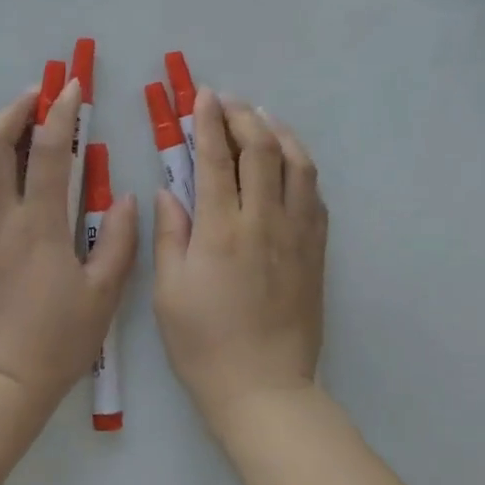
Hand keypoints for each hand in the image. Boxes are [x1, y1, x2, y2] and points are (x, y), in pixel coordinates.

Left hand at [0, 78, 138, 408]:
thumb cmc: (57, 340)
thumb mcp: (104, 295)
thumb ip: (120, 242)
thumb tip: (130, 199)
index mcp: (38, 223)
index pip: (50, 151)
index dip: (61, 111)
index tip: (69, 88)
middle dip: (12, 112)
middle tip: (31, 100)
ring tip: (1, 141)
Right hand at [153, 88, 326, 432]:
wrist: (265, 389)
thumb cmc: (204, 343)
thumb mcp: (168, 291)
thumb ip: (170, 233)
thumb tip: (169, 190)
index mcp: (221, 230)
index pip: (215, 158)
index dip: (208, 120)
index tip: (203, 95)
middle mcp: (264, 221)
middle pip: (261, 149)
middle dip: (243, 115)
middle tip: (228, 101)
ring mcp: (297, 234)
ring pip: (298, 164)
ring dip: (280, 132)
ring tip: (262, 119)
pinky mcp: (316, 251)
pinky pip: (315, 195)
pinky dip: (301, 167)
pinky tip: (290, 163)